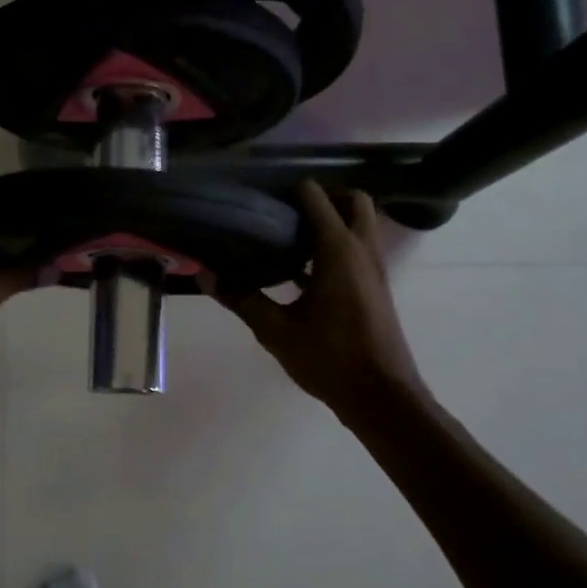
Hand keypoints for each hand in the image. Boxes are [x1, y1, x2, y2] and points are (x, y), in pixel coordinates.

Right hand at [217, 183, 430, 425]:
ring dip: (333, 221)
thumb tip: (205, 274)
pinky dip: (337, 247)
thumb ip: (241, 298)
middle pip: (353, 201)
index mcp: (338, 251)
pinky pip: (358, 250)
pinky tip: (302, 271)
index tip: (261, 197)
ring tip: (290, 235)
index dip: (289, 191)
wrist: (381, 396)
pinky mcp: (375, 288)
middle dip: (324, 197)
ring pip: (360, 226)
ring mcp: (374, 269)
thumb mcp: (276, 330)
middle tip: (286, 210)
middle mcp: (362, 250)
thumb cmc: (330, 358)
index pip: (316, 198)